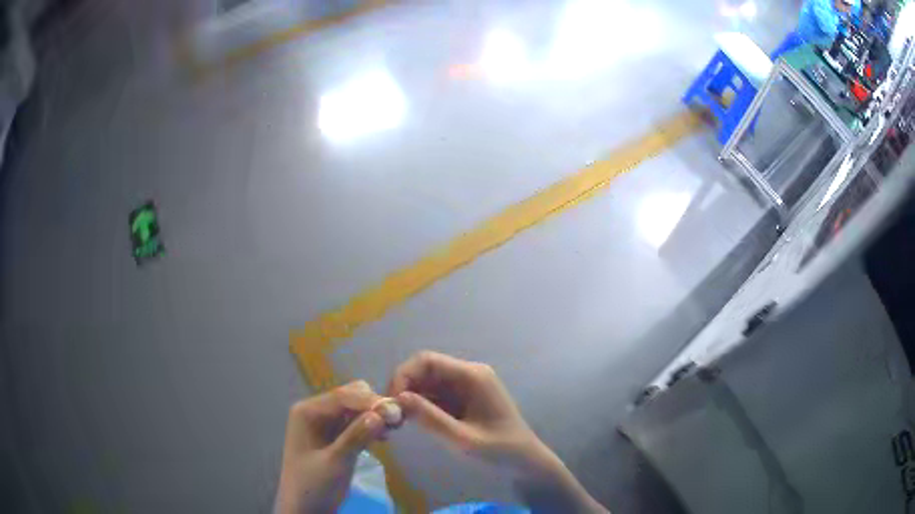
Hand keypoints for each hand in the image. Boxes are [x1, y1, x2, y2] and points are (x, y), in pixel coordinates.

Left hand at [277, 381, 387, 513]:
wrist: (304, 509)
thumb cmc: (314, 486)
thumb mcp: (336, 462)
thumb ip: (356, 437)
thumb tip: (381, 413)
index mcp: (308, 412)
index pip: (343, 396)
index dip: (371, 402)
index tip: (397, 413)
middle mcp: (315, 411)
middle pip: (351, 396)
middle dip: (374, 406)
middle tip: (397, 422)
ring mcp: (324, 423)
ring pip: (356, 408)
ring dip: (375, 415)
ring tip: (393, 429)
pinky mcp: (334, 436)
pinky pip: (356, 422)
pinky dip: (370, 425)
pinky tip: (383, 437)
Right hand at [389, 351, 607, 512]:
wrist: (525, 463)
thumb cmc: (500, 451)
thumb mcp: (463, 439)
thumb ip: (431, 418)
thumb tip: (396, 399)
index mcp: (472, 376)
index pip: (427, 360)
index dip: (403, 376)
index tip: (390, 402)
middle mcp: (467, 375)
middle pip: (424, 370)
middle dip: (403, 388)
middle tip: (389, 415)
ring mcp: (465, 387)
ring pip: (426, 383)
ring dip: (409, 398)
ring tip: (397, 422)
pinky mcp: (462, 400)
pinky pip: (434, 395)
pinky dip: (419, 406)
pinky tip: (410, 422)